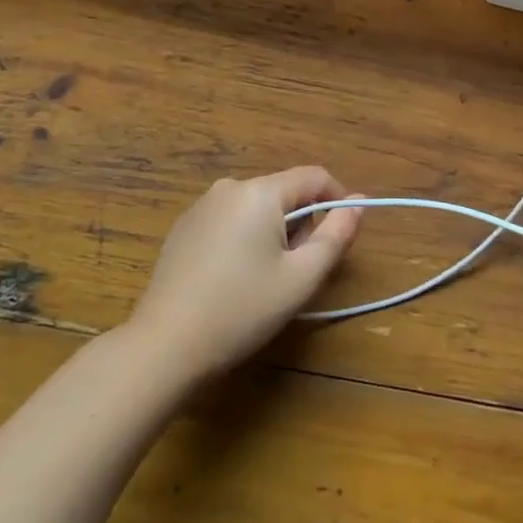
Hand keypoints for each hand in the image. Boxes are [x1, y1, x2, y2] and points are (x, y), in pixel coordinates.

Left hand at [129, 167, 362, 379]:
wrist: (164, 345)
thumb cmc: (241, 310)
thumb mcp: (300, 278)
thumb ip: (335, 237)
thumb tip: (358, 203)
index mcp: (260, 192)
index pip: (313, 177)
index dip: (337, 200)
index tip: (342, 237)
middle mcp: (230, 187)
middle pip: (284, 192)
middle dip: (301, 224)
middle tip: (298, 272)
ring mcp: (201, 206)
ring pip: (256, 208)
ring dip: (273, 233)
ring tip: (265, 280)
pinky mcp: (183, 228)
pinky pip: (229, 220)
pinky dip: (244, 239)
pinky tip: (232, 280)